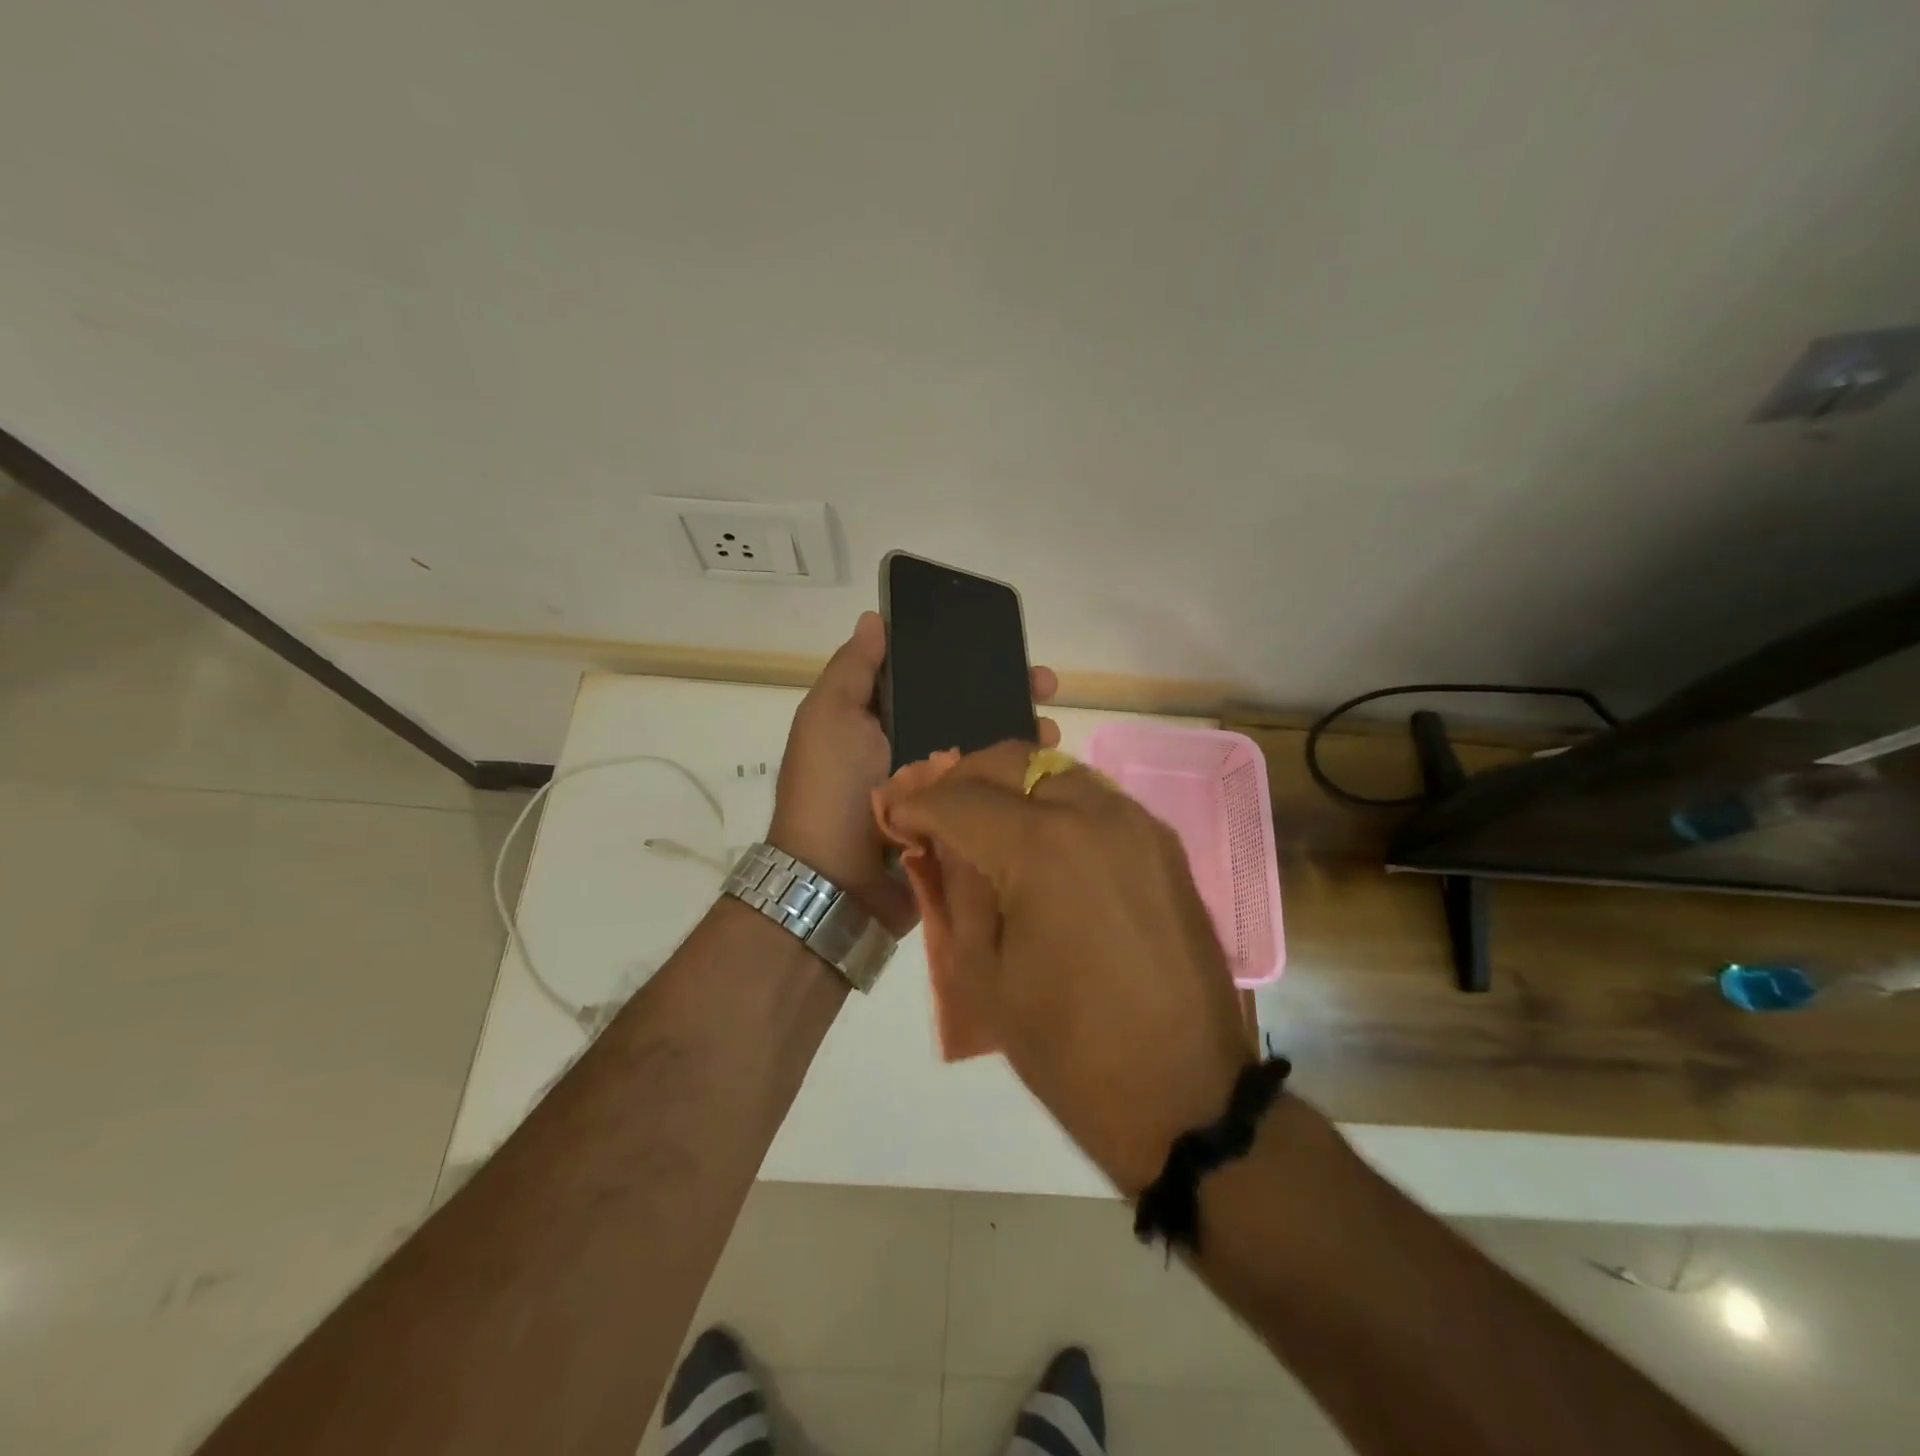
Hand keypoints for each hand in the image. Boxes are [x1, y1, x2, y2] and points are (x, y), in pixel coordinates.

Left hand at [768, 613, 1059, 935]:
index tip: (1001, 645)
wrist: (838, 884)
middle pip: (969, 710)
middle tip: (1046, 685)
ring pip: (989, 748)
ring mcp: (939, 788)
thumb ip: (853, 670)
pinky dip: (1019, 776)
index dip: (965, 658)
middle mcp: (913, 748)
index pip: (931, 678)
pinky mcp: (960, 821)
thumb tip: (874, 619)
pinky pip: (993, 791)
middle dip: (1008, 692)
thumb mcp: (829, 718)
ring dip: (1022, 733)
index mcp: (882, 720)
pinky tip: (1046, 766)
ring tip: (1052, 728)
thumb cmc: (831, 790)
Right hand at [884, 741, 1253, 1193]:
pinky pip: (1095, 797)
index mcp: (1042, 848)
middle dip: (963, 777)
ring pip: (1057, 769)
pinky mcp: (1163, 843)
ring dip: (1012, 783)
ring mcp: (1137, 822)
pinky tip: (1039, 839)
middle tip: (937, 809)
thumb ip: (956, 890)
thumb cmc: (1069, 1048)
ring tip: (985, 819)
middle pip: (1012, 761)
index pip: (960, 799)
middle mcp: (1094, 813)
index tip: (895, 817)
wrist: (1183, 1093)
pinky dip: (1055, 801)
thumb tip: (941, 844)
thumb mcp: (983, 973)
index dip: (917, 804)